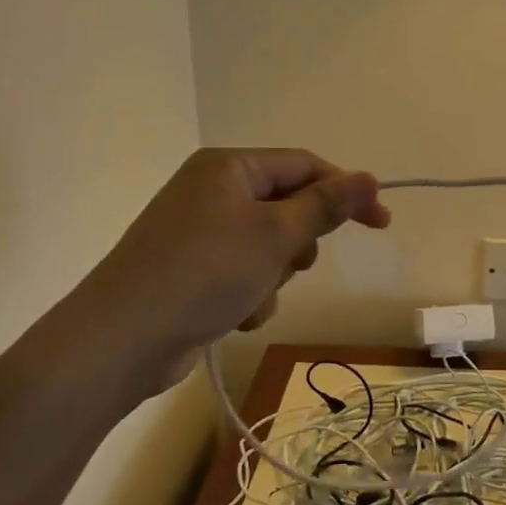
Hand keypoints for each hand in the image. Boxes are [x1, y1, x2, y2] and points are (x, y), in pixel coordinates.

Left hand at [87, 149, 390, 390]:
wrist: (124, 338)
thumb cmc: (205, 272)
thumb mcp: (275, 235)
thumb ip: (325, 206)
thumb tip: (369, 177)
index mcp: (229, 167)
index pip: (304, 166)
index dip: (346, 191)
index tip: (381, 223)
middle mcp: (213, 192)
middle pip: (286, 208)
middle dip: (297, 243)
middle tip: (295, 264)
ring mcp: (200, 233)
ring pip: (268, 247)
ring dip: (273, 276)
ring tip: (252, 295)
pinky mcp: (193, 271)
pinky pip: (244, 274)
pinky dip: (248, 295)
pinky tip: (232, 316)